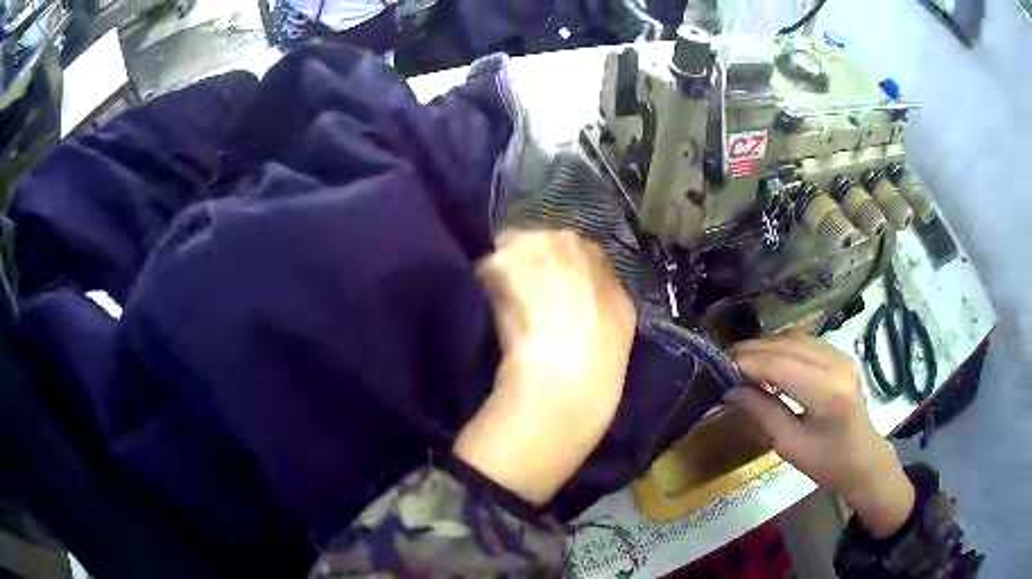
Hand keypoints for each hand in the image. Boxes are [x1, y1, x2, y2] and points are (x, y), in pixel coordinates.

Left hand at [454, 230, 635, 505]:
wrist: (568, 376)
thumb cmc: (603, 355)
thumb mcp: (621, 314)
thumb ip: (603, 287)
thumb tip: (586, 284)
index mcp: (596, 253)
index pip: (570, 247)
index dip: (555, 268)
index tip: (547, 289)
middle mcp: (565, 240)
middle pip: (536, 241)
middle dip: (528, 262)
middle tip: (524, 295)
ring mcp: (531, 247)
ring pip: (509, 251)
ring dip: (506, 272)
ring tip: (508, 304)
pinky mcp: (500, 264)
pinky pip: (487, 269)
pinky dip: (488, 287)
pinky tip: (494, 311)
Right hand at [727, 335, 914, 537]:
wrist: (862, 457)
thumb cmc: (826, 462)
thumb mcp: (789, 445)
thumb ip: (763, 411)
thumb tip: (731, 389)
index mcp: (827, 393)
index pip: (781, 366)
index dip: (749, 363)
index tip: (720, 366)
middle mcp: (837, 365)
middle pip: (788, 345)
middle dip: (754, 350)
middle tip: (725, 359)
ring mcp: (841, 356)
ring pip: (796, 338)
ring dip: (767, 345)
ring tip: (741, 358)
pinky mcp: (840, 355)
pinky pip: (806, 342)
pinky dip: (782, 346)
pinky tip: (767, 359)